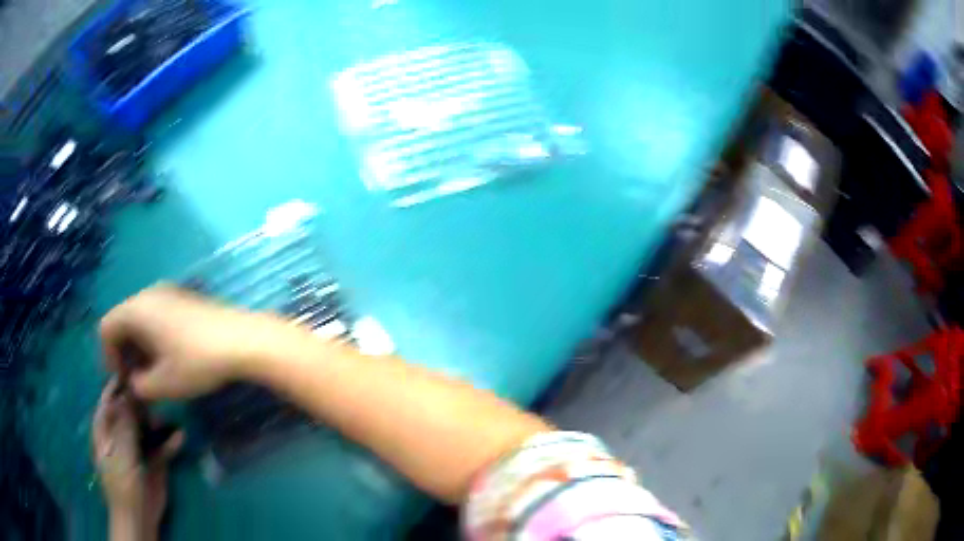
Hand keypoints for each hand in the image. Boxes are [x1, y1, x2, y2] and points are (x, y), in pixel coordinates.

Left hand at [93, 379, 183, 537]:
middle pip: (130, 409)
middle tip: (157, 393)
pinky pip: (163, 447)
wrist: (139, 516)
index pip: (110, 398)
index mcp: (105, 428)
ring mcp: (138, 448)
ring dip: (158, 421)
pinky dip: (171, 442)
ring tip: (168, 418)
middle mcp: (121, 433)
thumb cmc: (122, 482)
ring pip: (148, 427)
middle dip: (143, 401)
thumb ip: (125, 423)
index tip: (136, 367)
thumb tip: (129, 391)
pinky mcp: (154, 462)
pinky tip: (180, 437)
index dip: (120, 383)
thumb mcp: (120, 451)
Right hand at [99, 284, 281, 399]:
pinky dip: (155, 336)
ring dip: (140, 346)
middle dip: (125, 352)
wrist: (242, 339)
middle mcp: (148, 293)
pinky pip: (157, 315)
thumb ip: (140, 387)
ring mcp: (168, 292)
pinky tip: (171, 358)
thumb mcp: (164, 384)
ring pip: (141, 319)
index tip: (125, 381)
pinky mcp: (185, 297)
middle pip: (122, 321)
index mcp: (136, 309)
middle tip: (139, 379)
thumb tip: (136, 383)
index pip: (106, 328)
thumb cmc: (196, 362)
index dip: (108, 356)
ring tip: (155, 372)